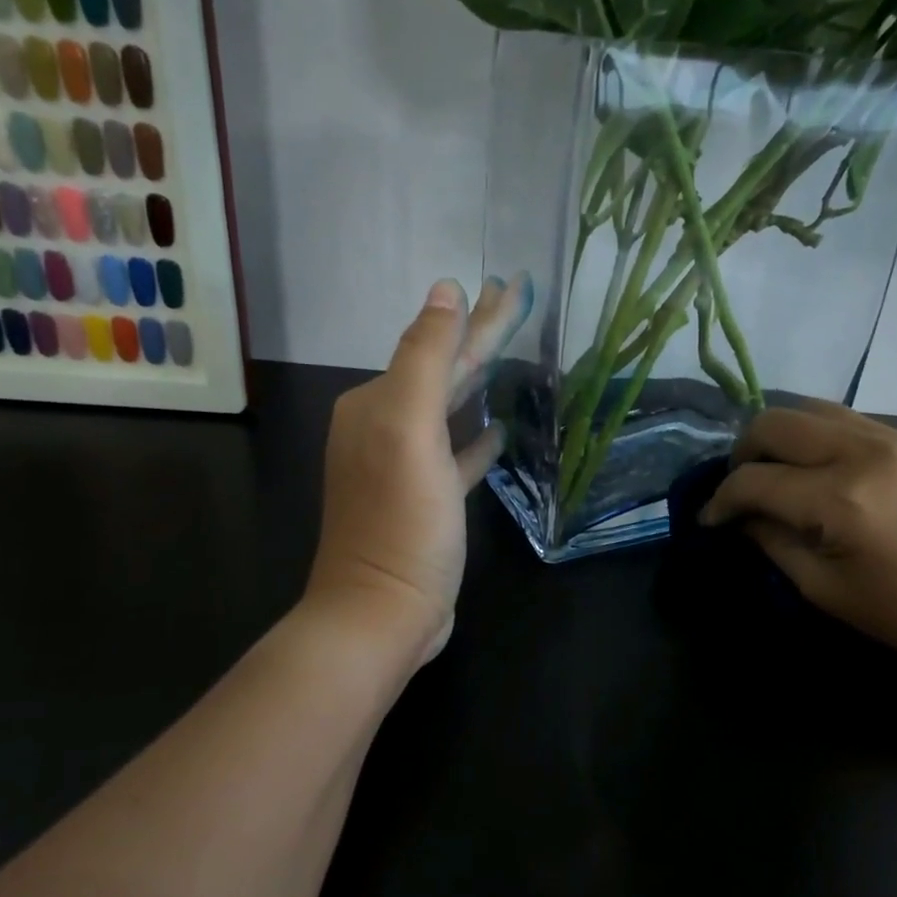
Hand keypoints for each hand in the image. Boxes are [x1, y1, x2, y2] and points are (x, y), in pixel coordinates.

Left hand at [306, 276, 529, 668]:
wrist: (381, 613)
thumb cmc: (400, 520)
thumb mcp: (408, 431)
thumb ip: (426, 358)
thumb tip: (445, 291)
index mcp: (377, 404)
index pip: (437, 346)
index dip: (478, 315)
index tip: (513, 283)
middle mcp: (383, 427)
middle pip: (442, 371)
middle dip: (480, 337)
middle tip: (519, 301)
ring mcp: (404, 466)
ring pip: (449, 410)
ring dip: (478, 381)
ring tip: (512, 355)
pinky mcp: (425, 501)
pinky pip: (455, 456)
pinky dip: (475, 439)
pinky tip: (501, 430)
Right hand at [702, 400, 896, 689]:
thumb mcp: (828, 591)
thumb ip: (774, 544)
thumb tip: (742, 517)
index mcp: (840, 499)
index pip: (754, 481)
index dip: (721, 500)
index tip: (710, 520)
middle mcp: (861, 452)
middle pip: (773, 423)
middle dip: (742, 454)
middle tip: (739, 489)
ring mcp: (891, 438)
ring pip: (808, 409)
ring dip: (777, 436)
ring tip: (773, 471)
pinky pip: (844, 418)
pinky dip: (814, 434)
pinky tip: (815, 467)